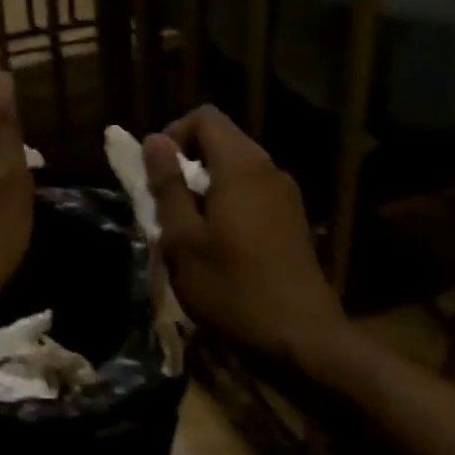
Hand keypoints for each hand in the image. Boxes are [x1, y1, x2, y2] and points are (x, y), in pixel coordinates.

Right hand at [143, 107, 347, 369]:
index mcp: (242, 166)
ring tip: (186, 232)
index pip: (205, 117)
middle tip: (163, 208)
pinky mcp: (293, 222)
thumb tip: (154, 141)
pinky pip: (252, 196)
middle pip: (222, 142)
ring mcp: (286, 196)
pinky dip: (227, 207)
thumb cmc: (231, 288)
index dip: (172, 135)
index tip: (154, 175)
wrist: (299, 337)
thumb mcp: (183, 239)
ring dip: (205, 190)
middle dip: (186, 165)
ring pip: (236, 172)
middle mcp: (269, 170)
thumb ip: (168, 186)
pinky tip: (217, 248)